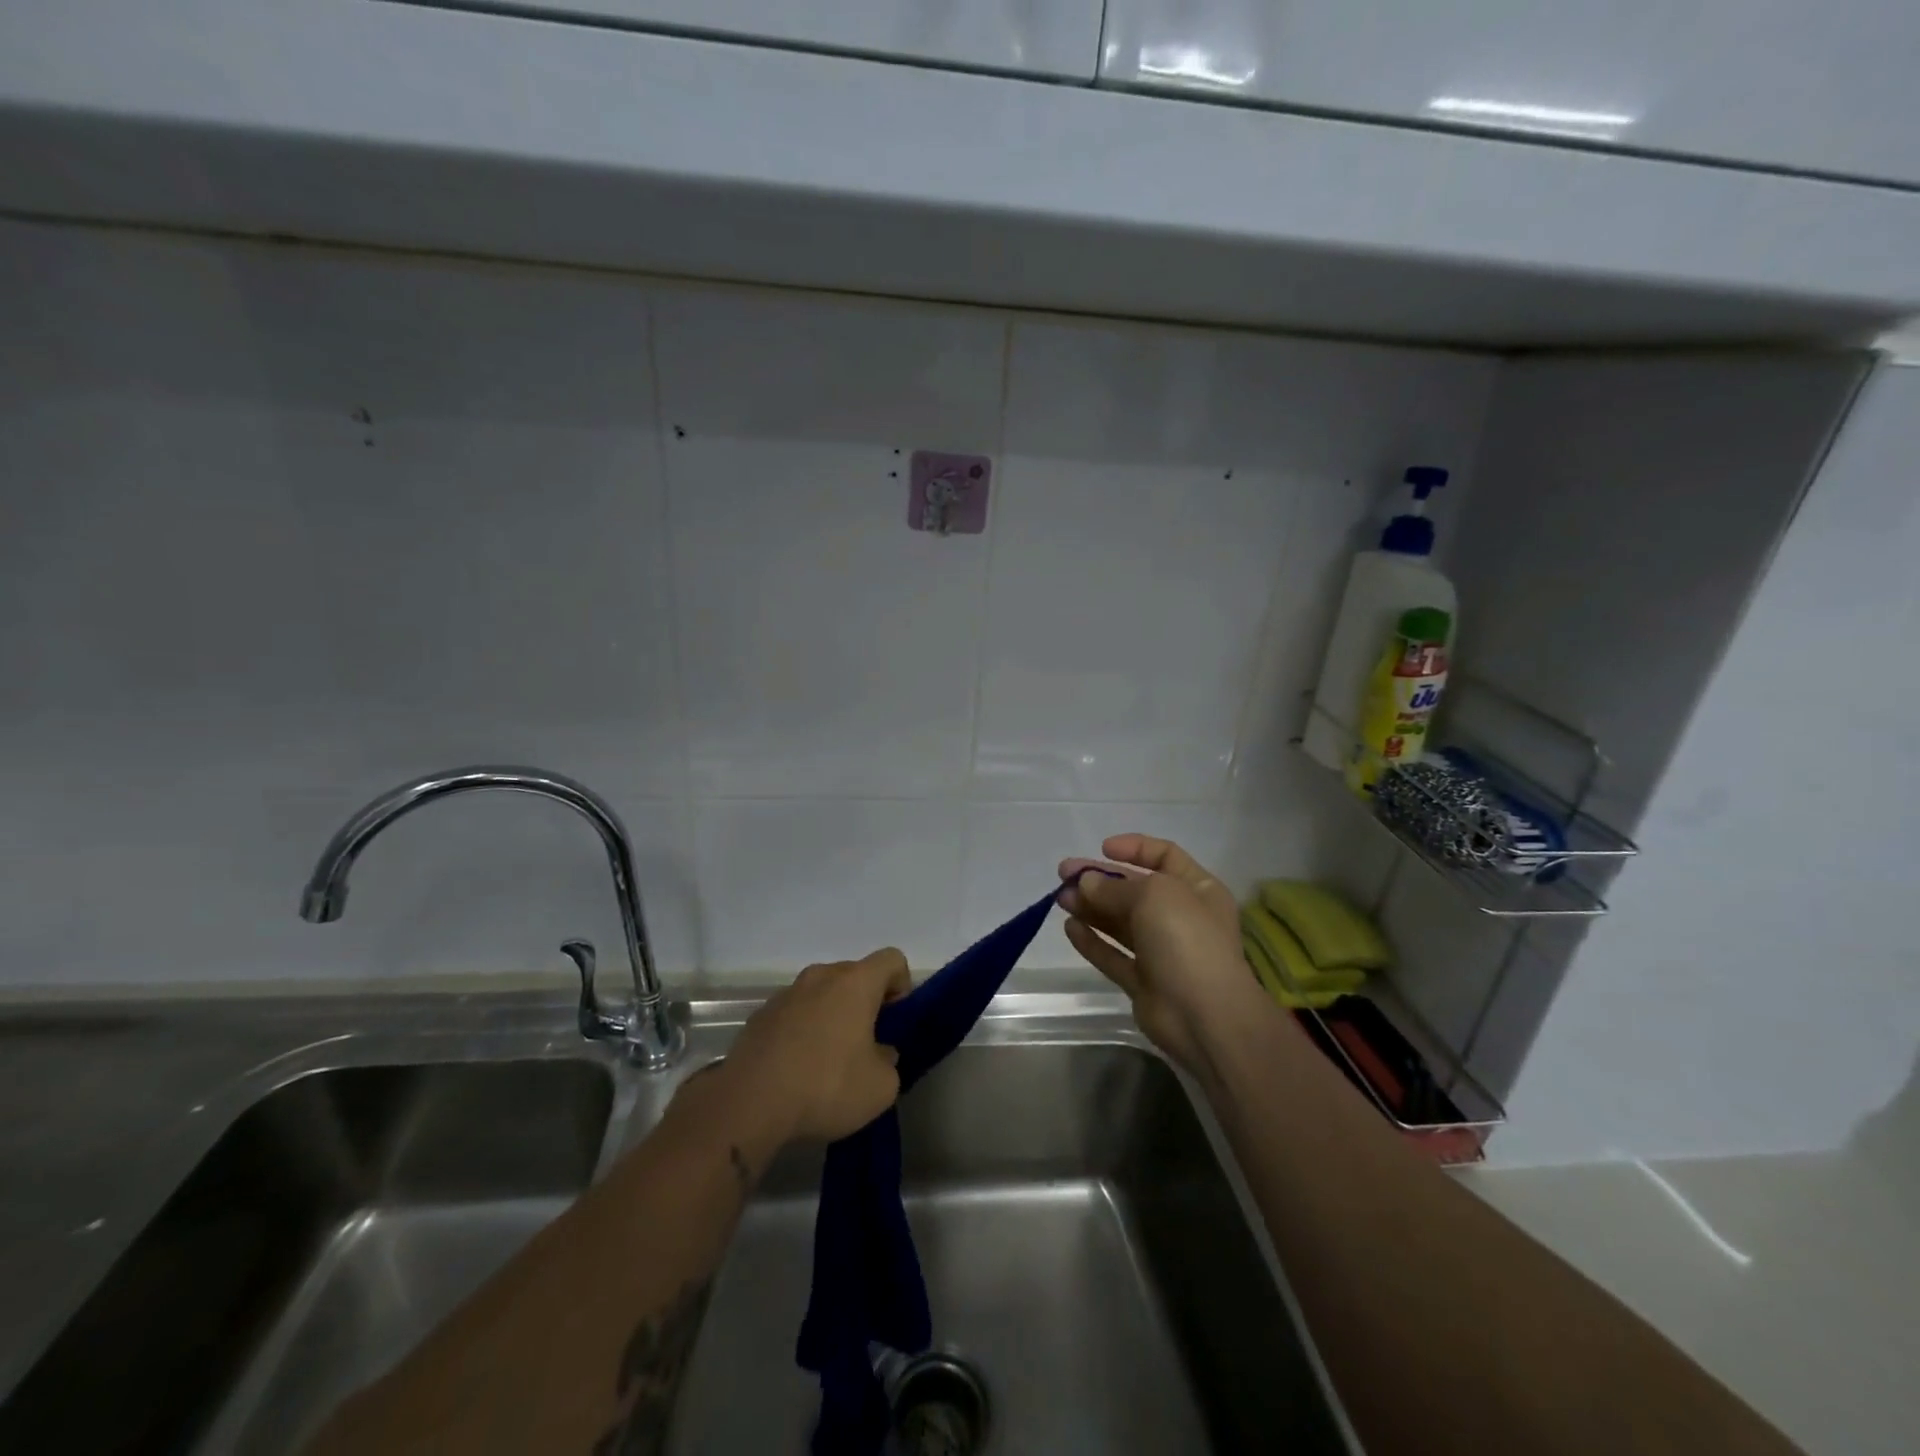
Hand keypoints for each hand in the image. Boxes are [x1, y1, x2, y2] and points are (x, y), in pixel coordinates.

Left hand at [718, 948, 911, 1143]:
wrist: (749, 1103)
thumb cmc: (826, 1086)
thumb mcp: (881, 1087)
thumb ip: (889, 1062)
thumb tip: (878, 1053)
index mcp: (855, 982)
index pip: (892, 960)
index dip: (901, 986)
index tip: (894, 1022)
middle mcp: (821, 976)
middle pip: (854, 976)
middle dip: (865, 1003)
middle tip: (865, 1046)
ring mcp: (786, 993)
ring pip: (822, 994)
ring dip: (831, 1016)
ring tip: (827, 1061)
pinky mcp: (760, 1015)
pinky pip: (794, 1014)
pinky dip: (802, 1031)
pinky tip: (796, 1069)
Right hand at [1057, 835, 1267, 1075]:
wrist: (1205, 1016)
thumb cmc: (1187, 940)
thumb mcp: (1153, 895)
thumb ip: (1114, 887)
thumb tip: (1086, 882)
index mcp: (1197, 889)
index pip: (1165, 856)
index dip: (1134, 848)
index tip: (1102, 848)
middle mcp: (1181, 916)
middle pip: (1135, 889)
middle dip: (1100, 879)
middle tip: (1064, 873)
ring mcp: (1162, 951)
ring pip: (1120, 922)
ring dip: (1091, 907)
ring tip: (1060, 898)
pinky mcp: (1143, 982)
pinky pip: (1113, 955)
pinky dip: (1092, 941)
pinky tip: (1069, 927)